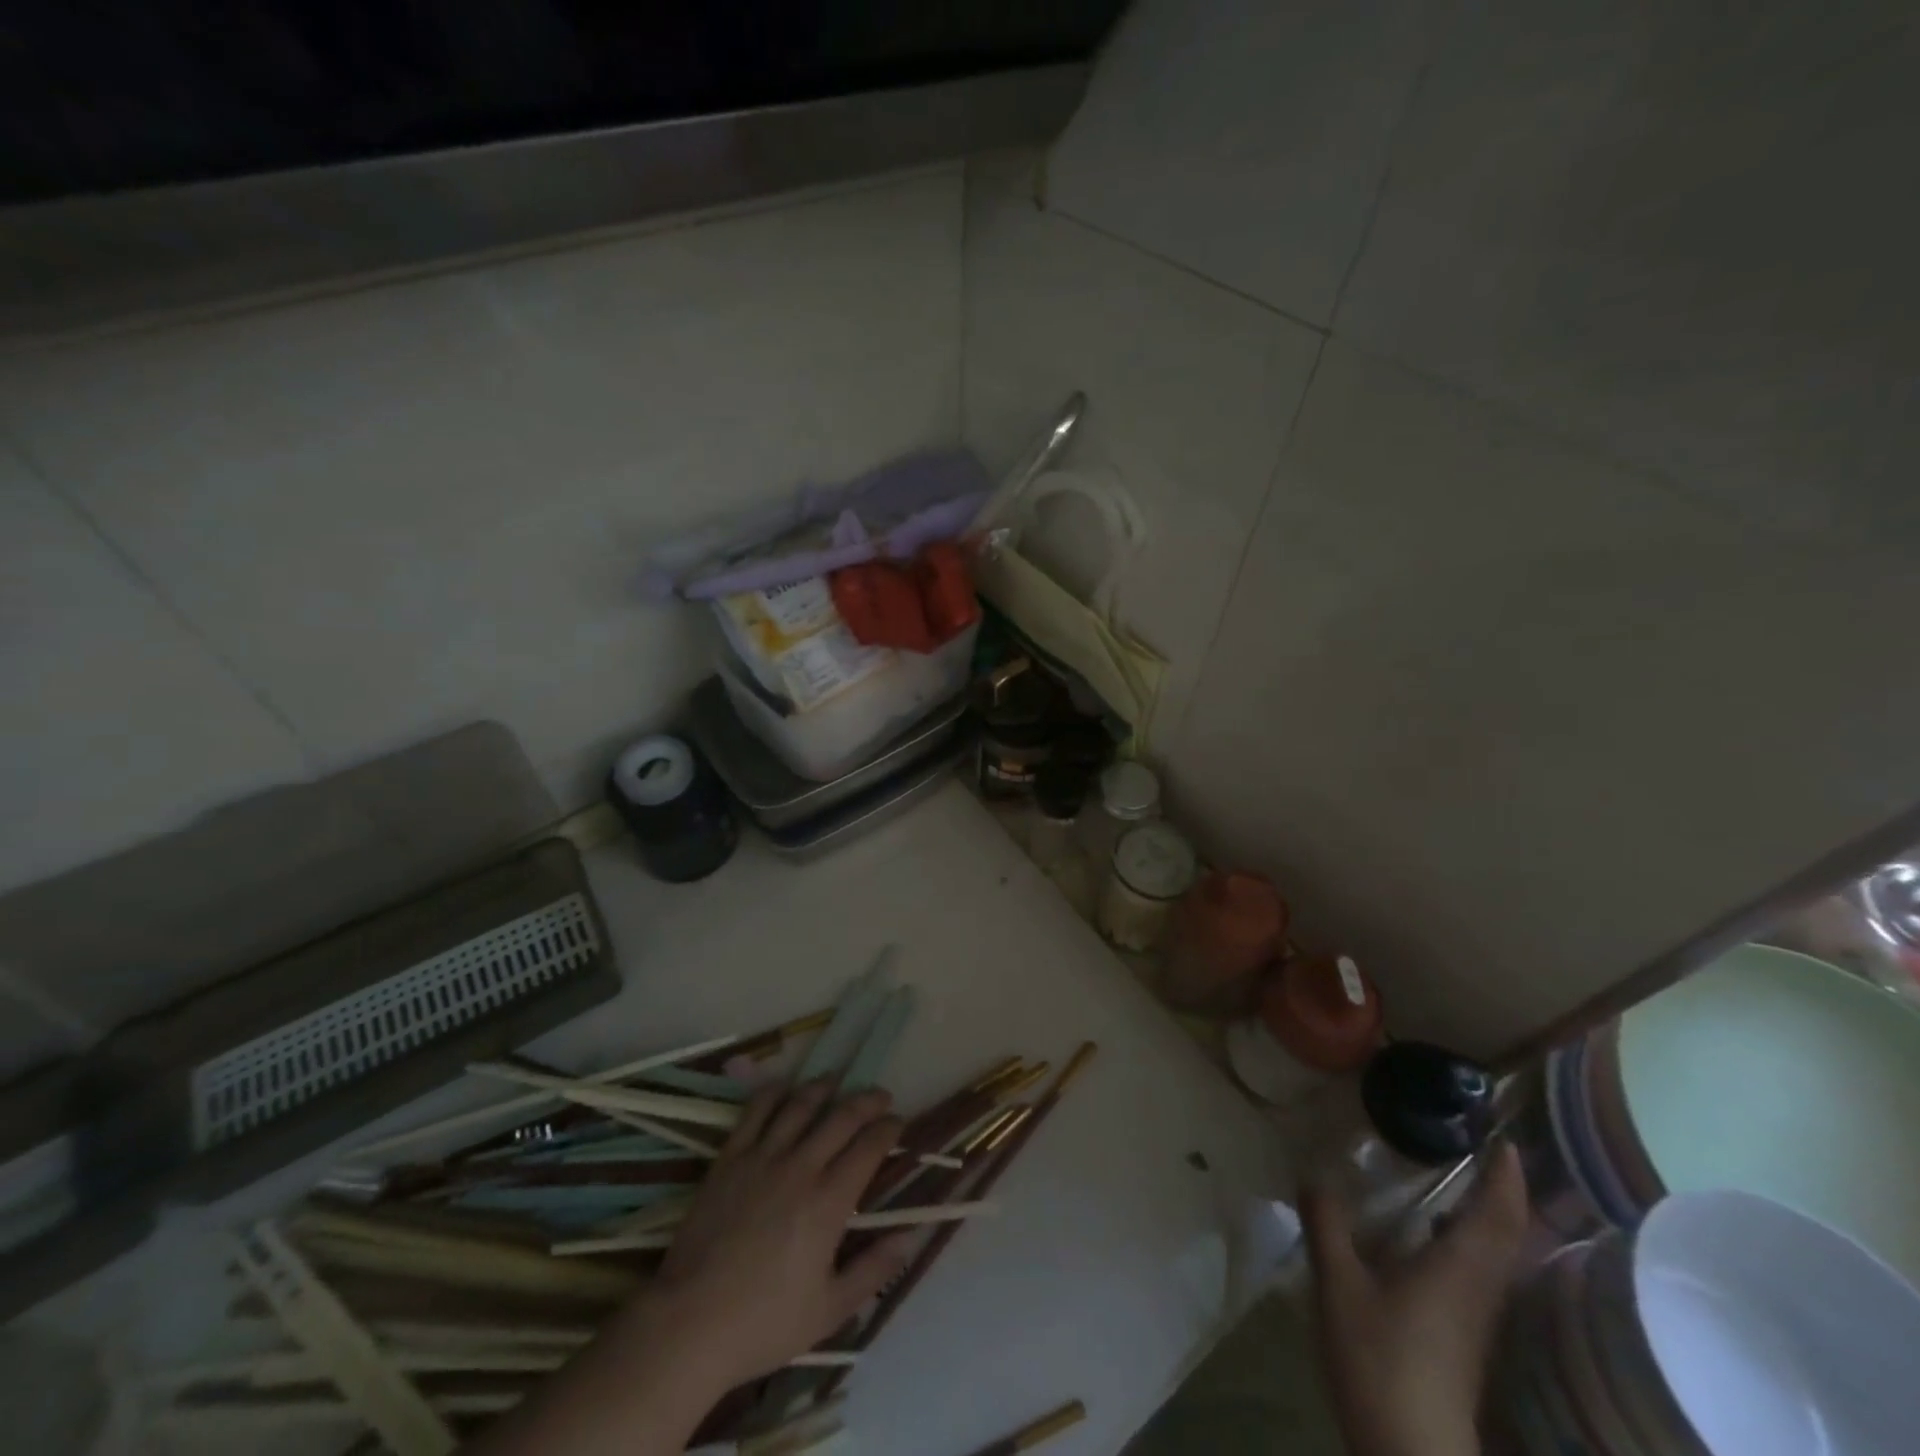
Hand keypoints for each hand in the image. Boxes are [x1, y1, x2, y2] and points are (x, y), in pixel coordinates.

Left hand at [649, 1078, 917, 1389]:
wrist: (689, 1324)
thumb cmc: (764, 1323)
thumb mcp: (830, 1310)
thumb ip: (873, 1270)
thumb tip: (910, 1236)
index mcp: (829, 1202)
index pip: (869, 1147)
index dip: (889, 1129)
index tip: (898, 1123)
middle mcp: (801, 1167)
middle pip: (842, 1117)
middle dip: (867, 1101)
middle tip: (880, 1096)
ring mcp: (762, 1158)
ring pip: (800, 1105)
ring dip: (823, 1087)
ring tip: (836, 1080)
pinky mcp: (730, 1158)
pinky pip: (755, 1112)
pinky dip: (774, 1092)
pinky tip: (784, 1086)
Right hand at [1304, 1142, 1529, 1455]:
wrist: (1412, 1455)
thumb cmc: (1380, 1361)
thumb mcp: (1338, 1284)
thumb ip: (1327, 1224)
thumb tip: (1314, 1174)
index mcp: (1457, 1270)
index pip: (1497, 1215)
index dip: (1506, 1177)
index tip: (1505, 1141)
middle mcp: (1478, 1290)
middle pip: (1506, 1236)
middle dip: (1503, 1193)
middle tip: (1483, 1153)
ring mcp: (1474, 1319)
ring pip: (1496, 1258)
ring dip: (1489, 1218)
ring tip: (1458, 1185)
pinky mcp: (1463, 1339)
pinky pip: (1479, 1275)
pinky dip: (1469, 1243)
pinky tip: (1430, 1238)